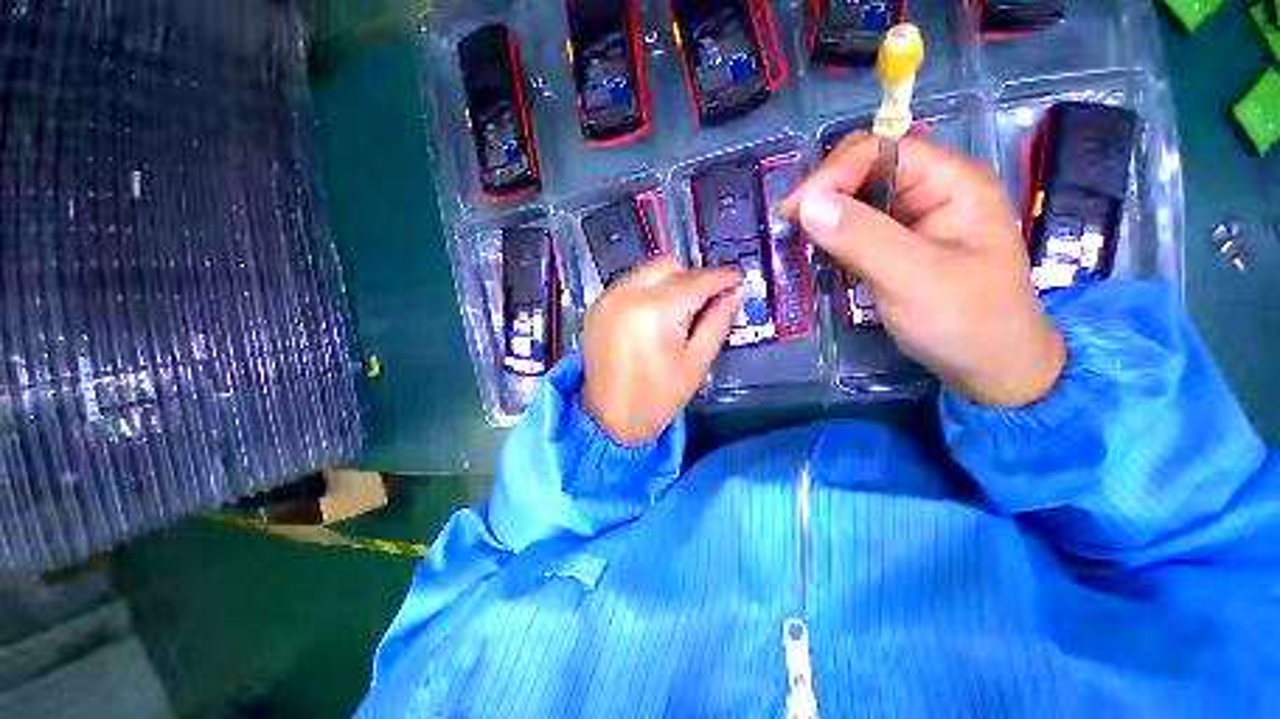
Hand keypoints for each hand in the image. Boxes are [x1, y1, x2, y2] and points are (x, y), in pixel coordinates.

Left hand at [582, 257, 742, 445]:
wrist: (608, 420)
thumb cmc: (657, 398)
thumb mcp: (695, 363)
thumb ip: (717, 322)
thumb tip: (736, 293)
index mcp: (654, 311)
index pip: (696, 281)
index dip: (722, 278)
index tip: (739, 280)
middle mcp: (626, 294)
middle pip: (669, 266)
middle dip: (693, 278)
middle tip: (707, 302)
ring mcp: (607, 298)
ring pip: (647, 271)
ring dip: (670, 282)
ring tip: (681, 311)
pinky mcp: (597, 307)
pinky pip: (629, 284)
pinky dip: (648, 290)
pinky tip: (656, 315)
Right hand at [781, 132, 1064, 407]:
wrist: (993, 365)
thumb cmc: (966, 322)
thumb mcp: (914, 280)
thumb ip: (862, 239)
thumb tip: (807, 205)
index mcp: (951, 182)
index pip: (879, 150)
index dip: (833, 174)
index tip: (795, 214)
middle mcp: (933, 189)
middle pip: (865, 168)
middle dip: (824, 192)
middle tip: (791, 228)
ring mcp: (915, 216)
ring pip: (857, 197)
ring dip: (825, 214)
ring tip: (798, 240)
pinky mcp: (900, 241)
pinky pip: (858, 225)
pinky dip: (833, 233)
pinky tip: (818, 250)